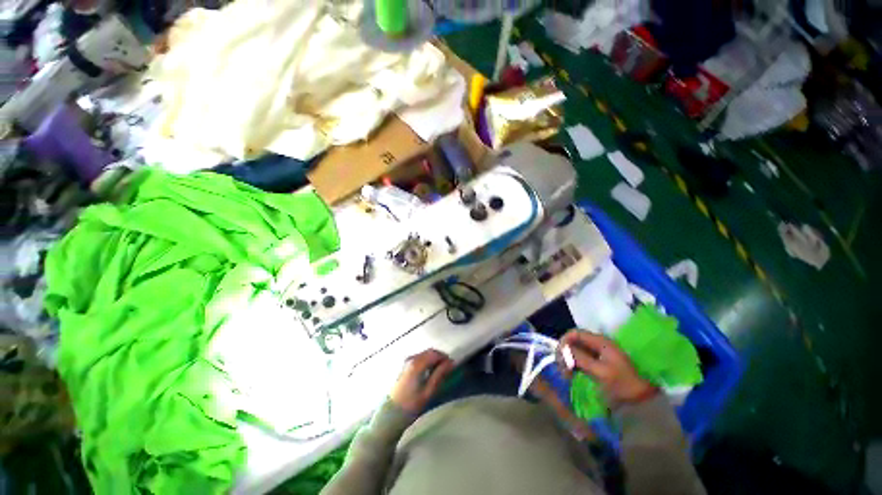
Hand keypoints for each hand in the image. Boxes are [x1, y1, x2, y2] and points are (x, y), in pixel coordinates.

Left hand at [390, 349, 453, 413]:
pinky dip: (427, 361)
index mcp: (417, 364)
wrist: (391, 414)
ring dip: (434, 359)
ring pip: (425, 354)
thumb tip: (451, 363)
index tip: (453, 366)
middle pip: (429, 352)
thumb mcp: (428, 391)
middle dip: (440, 358)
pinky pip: (420, 358)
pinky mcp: (405, 366)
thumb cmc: (411, 404)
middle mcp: (411, 358)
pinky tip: (430, 372)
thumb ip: (440, 374)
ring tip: (440, 371)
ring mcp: (407, 361)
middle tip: (448, 368)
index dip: (445, 358)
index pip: (435, 354)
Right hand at [559, 331, 656, 404]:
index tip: (558, 357)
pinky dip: (576, 366)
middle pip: (574, 342)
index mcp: (599, 341)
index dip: (563, 342)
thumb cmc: (625, 383)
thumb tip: (563, 350)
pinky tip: (574, 377)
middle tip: (562, 370)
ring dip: (569, 361)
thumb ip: (580, 358)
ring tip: (567, 375)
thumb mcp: (601, 371)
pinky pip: (582, 360)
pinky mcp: (601, 363)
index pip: (574, 333)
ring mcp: (600, 354)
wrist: (647, 397)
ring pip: (577, 351)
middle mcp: (598, 344)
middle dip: (565, 353)